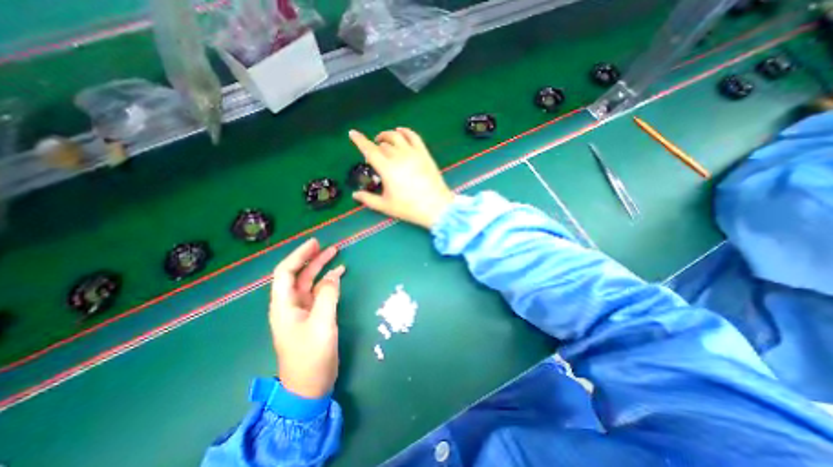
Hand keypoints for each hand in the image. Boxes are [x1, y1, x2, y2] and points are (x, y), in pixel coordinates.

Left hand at [267, 239, 344, 398]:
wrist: (309, 387)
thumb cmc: (311, 356)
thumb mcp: (322, 324)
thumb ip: (328, 296)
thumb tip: (334, 275)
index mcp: (284, 305)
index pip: (286, 272)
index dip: (299, 255)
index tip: (315, 243)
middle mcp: (290, 305)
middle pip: (298, 275)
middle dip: (311, 259)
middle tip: (328, 246)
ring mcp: (301, 311)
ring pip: (309, 283)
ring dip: (321, 268)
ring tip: (336, 256)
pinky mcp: (312, 316)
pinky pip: (319, 293)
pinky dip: (328, 282)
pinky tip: (338, 276)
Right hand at [349, 127, 458, 229]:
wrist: (436, 207)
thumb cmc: (409, 208)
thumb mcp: (385, 206)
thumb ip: (368, 199)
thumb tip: (355, 195)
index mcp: (387, 168)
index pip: (369, 149)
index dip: (359, 140)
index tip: (352, 133)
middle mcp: (398, 156)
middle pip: (382, 144)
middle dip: (374, 145)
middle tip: (374, 153)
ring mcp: (413, 153)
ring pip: (396, 136)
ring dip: (387, 135)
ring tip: (383, 140)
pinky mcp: (424, 153)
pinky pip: (413, 136)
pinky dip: (405, 131)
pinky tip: (400, 132)